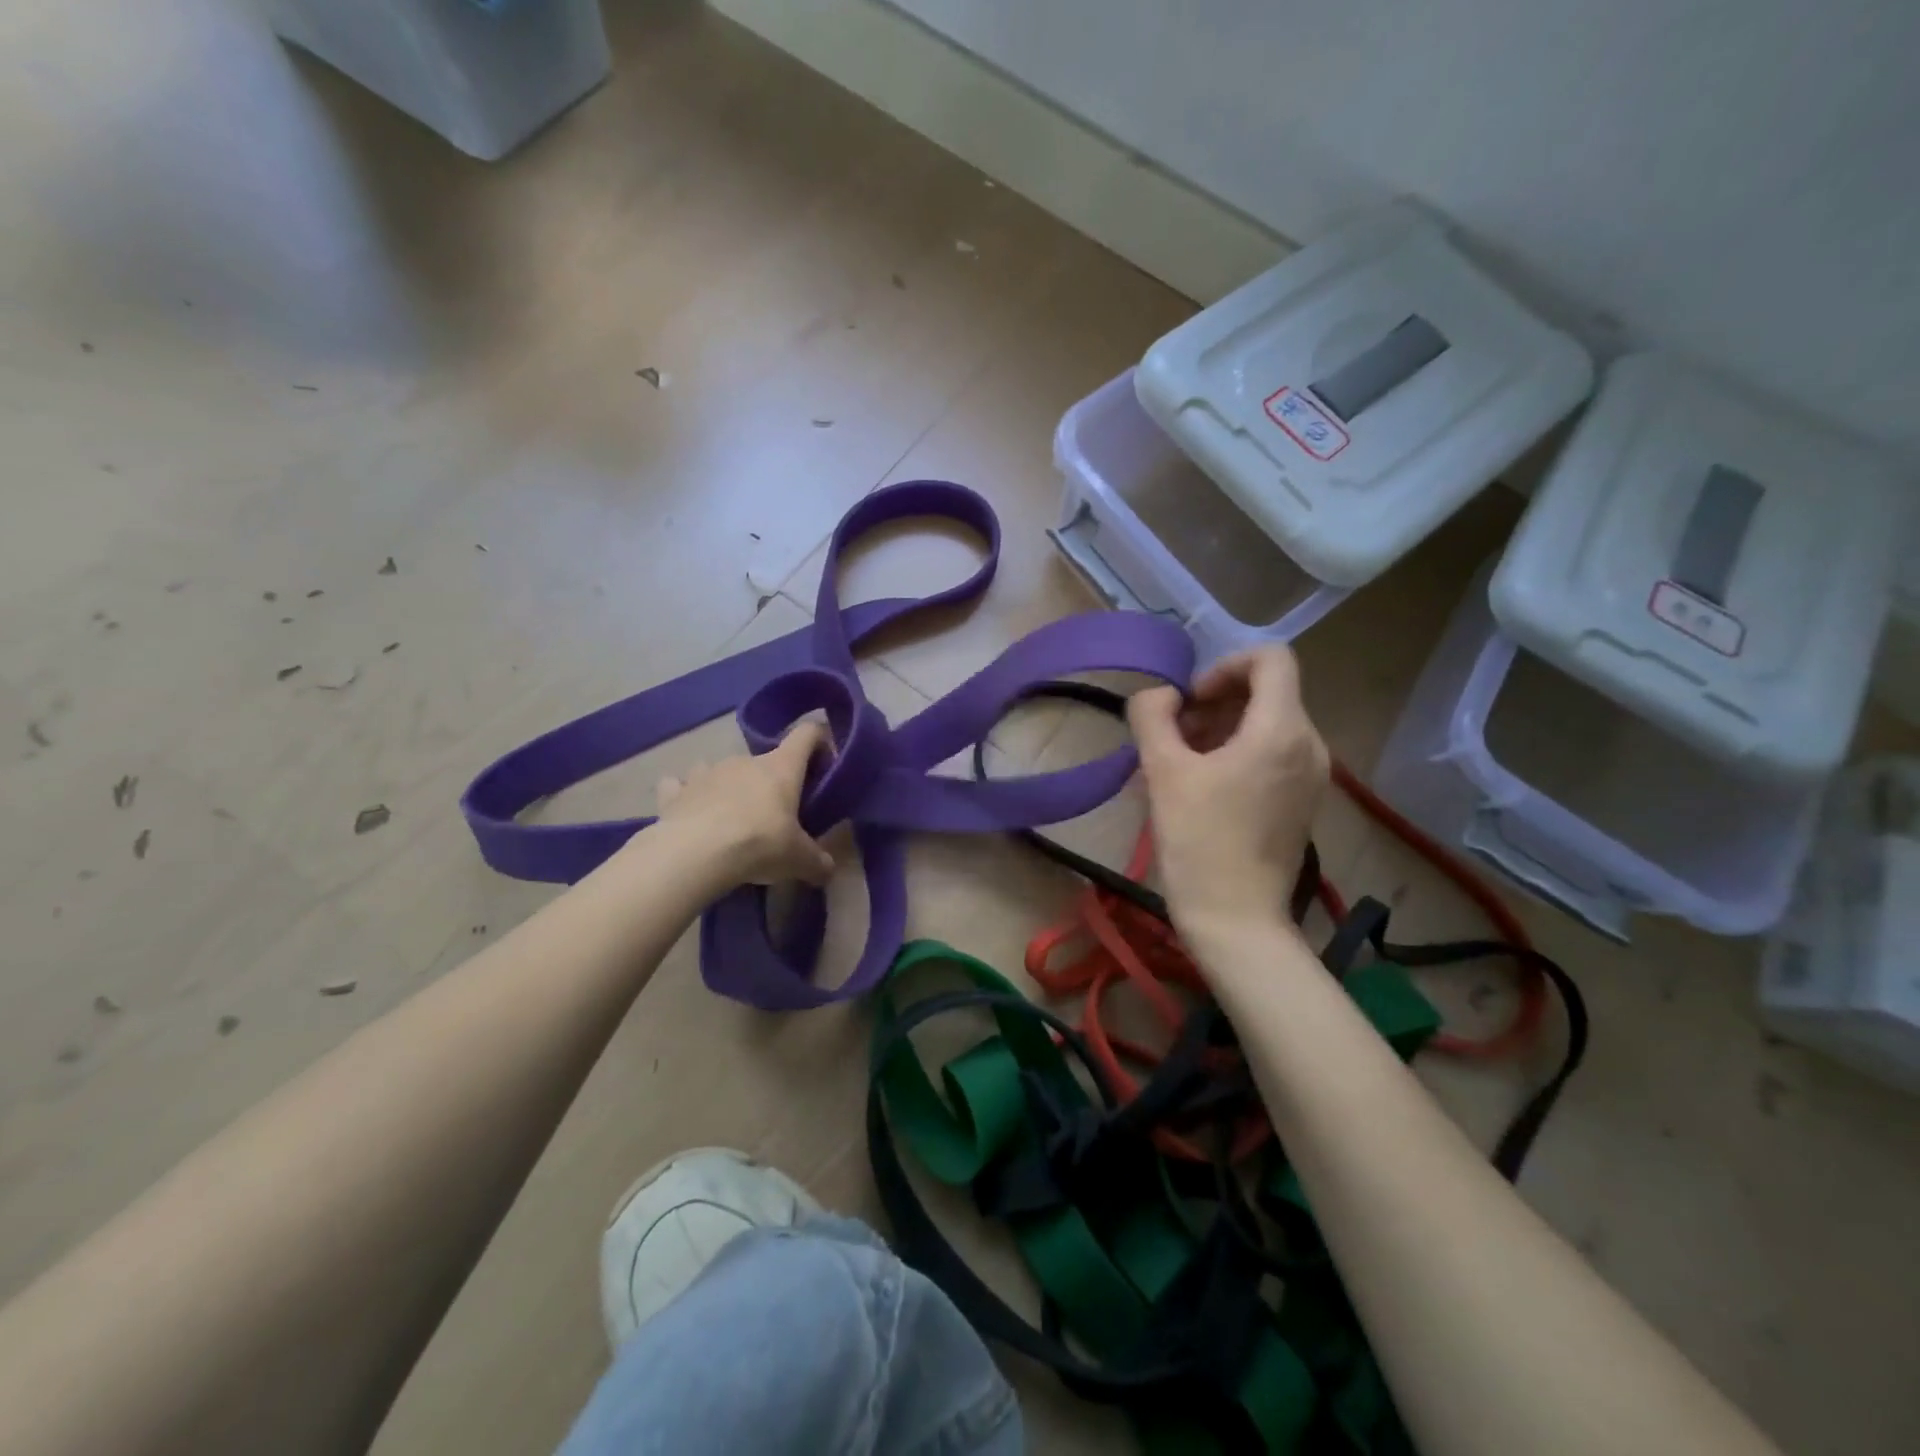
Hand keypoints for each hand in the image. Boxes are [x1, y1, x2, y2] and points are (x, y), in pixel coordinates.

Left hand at [651, 722, 835, 887]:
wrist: (695, 854)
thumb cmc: (759, 844)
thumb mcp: (799, 860)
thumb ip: (817, 862)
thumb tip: (827, 871)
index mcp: (781, 768)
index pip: (806, 734)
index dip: (818, 741)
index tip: (823, 763)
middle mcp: (745, 761)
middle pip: (764, 760)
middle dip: (770, 782)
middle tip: (775, 814)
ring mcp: (706, 772)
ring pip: (721, 769)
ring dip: (728, 785)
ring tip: (729, 814)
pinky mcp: (675, 792)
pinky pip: (679, 786)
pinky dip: (684, 795)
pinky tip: (688, 812)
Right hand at [1127, 646, 1328, 939]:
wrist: (1236, 920)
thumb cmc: (1199, 842)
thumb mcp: (1163, 772)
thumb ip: (1153, 716)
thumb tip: (1160, 696)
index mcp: (1281, 730)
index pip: (1270, 658)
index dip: (1224, 666)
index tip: (1190, 702)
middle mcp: (1309, 745)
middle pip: (1267, 691)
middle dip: (1216, 701)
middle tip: (1175, 734)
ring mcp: (1312, 776)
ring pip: (1269, 723)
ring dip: (1223, 727)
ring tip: (1182, 762)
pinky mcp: (1303, 802)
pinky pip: (1274, 754)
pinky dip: (1239, 753)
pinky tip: (1203, 786)